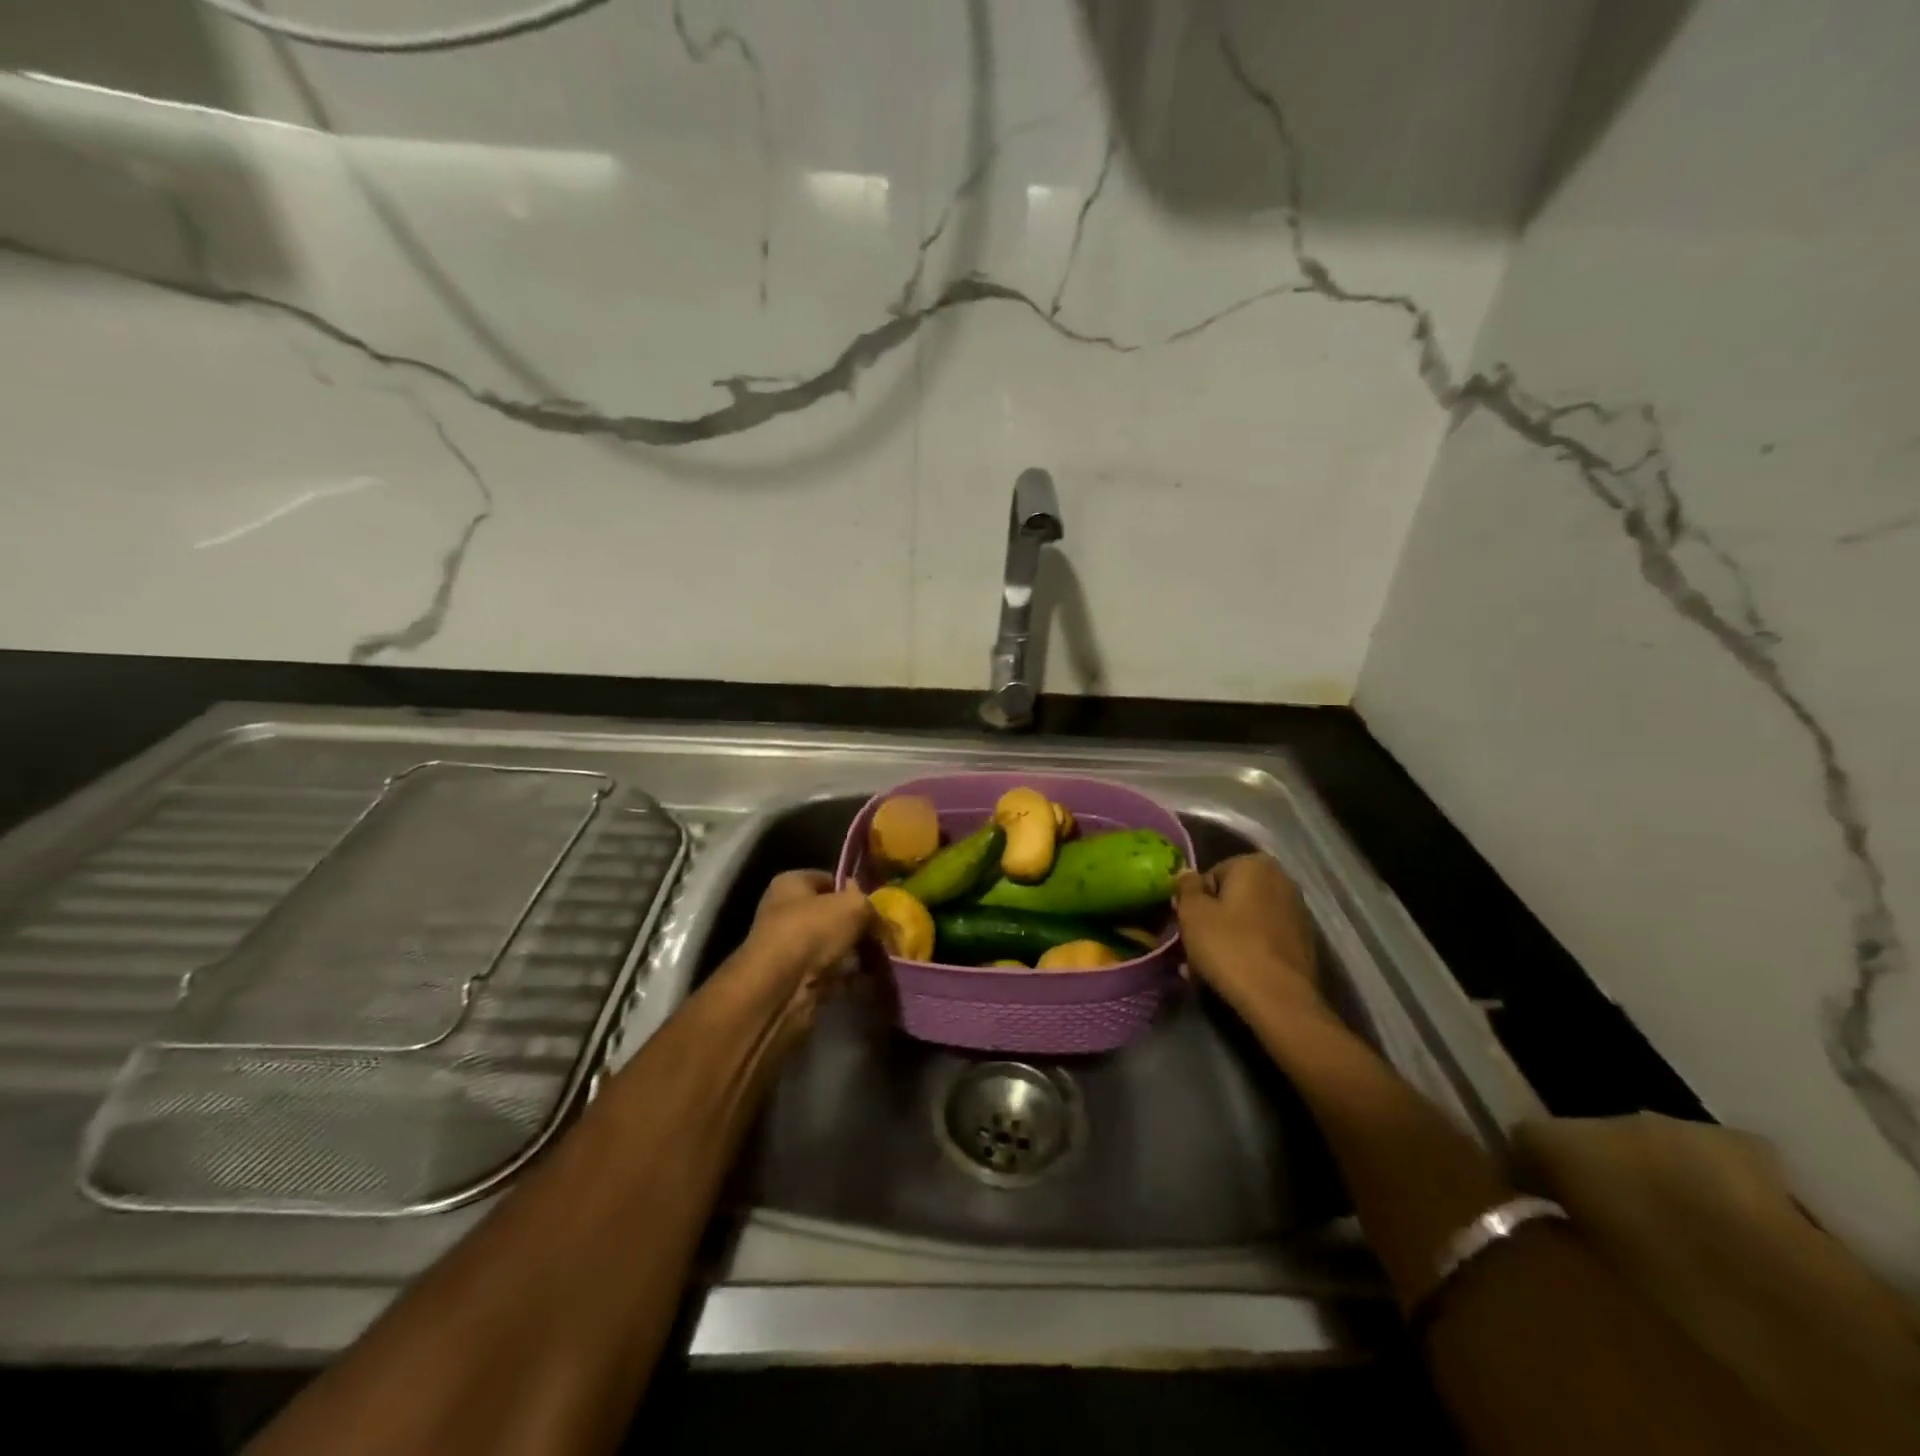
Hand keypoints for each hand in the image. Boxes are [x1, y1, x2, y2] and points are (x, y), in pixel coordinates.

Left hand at [737, 870, 872, 992]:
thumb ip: (870, 906)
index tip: (878, 906)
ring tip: (884, 959)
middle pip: (833, 915)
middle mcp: (786, 912)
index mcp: (791, 884)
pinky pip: (832, 973)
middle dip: (859, 926)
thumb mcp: (854, 906)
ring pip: (833, 946)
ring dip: (857, 953)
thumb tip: (875, 916)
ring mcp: (790, 948)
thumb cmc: (813, 930)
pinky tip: (871, 979)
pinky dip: (850, 977)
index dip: (854, 890)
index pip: (829, 880)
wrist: (780, 988)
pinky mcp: (796, 979)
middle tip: (885, 935)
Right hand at [1174, 854, 1321, 1019]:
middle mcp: (1282, 880)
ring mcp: (1297, 912)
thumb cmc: (1229, 947)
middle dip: (1211, 919)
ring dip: (1226, 937)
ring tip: (1207, 967)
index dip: (1194, 901)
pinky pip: (1263, 938)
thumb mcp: (1192, 913)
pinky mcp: (1303, 942)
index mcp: (1255, 865)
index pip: (1211, 875)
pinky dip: (1247, 949)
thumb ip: (1186, 887)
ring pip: (1246, 919)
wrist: (1279, 1000)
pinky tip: (1233, 973)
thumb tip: (1186, 873)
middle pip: (1231, 897)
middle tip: (1193, 947)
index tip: (1186, 925)